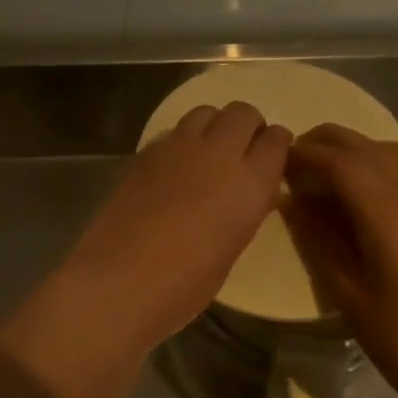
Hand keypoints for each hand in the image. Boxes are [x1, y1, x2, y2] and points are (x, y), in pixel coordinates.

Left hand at [39, 101, 291, 358]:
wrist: (120, 281)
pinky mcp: (145, 152)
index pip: (277, 140)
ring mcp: (178, 147)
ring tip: (208, 153)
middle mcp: (219, 154)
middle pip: (242, 112)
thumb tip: (246, 193)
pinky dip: (183, 140)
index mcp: (250, 183)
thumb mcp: (232, 249)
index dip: (278, 144)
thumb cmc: (184, 285)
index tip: (273, 156)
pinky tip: (175, 167)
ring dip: (214, 125)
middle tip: (242, 151)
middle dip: (248, 126)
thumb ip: (244, 210)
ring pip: (206, 112)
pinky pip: (174, 131)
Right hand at [283, 125, 397, 397]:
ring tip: (329, 166)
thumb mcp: (346, 292)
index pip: (341, 162)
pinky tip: (370, 185)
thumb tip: (292, 200)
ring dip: (358, 148)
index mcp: (389, 214)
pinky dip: (384, 161)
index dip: (306, 154)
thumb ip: (318, 238)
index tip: (278, 158)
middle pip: (368, 147)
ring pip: (395, 151)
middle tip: (295, 156)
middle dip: (327, 143)